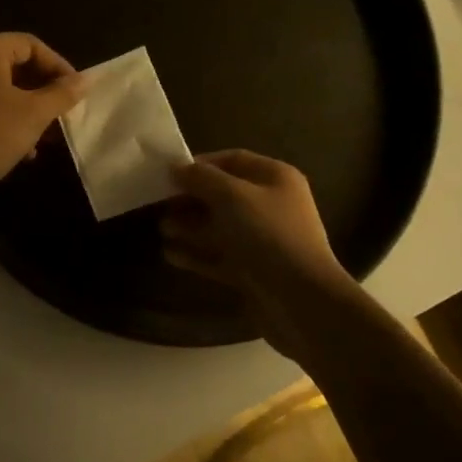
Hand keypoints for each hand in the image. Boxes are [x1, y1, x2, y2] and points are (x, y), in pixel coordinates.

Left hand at [0, 33, 85, 204]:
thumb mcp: (33, 114)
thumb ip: (62, 94)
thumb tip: (86, 80)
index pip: (33, 45)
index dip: (59, 67)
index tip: (76, 94)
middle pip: (17, 66)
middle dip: (44, 92)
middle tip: (64, 115)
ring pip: (4, 89)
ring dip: (29, 110)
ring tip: (48, 137)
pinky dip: (8, 121)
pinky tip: (24, 151)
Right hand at [160, 151, 350, 337]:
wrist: (301, 301)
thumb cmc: (268, 235)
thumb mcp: (232, 196)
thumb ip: (201, 178)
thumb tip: (176, 168)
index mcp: (275, 179)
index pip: (233, 160)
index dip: (201, 164)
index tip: (169, 174)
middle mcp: (271, 206)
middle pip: (223, 195)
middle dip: (191, 199)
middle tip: (160, 204)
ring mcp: (263, 241)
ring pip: (219, 227)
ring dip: (190, 227)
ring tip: (163, 230)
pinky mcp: (253, 271)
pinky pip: (220, 256)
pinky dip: (196, 254)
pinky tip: (171, 254)